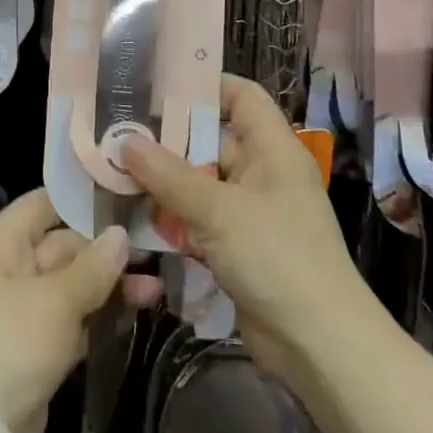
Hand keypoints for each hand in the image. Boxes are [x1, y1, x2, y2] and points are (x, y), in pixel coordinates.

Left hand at [0, 189, 158, 432]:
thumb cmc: (9, 344)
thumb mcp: (55, 300)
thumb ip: (92, 267)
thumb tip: (121, 234)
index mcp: (0, 246)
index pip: (41, 205)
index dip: (79, 199)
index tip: (123, 195)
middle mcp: (7, 270)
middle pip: (61, 246)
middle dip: (105, 250)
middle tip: (154, 250)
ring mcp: (20, 311)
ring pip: (70, 285)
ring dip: (109, 285)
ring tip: (156, 287)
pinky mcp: (34, 349)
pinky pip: (71, 319)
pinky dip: (99, 315)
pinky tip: (137, 310)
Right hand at [121, 74, 367, 381]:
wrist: (318, 347)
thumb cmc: (278, 259)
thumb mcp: (219, 211)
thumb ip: (169, 176)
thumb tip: (124, 142)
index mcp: (273, 150)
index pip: (241, 97)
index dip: (204, 85)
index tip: (156, 85)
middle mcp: (262, 174)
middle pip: (210, 140)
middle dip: (167, 139)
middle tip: (117, 131)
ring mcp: (250, 212)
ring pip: (199, 182)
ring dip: (163, 182)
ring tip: (113, 170)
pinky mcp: (237, 247)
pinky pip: (199, 219)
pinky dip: (172, 217)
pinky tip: (134, 216)